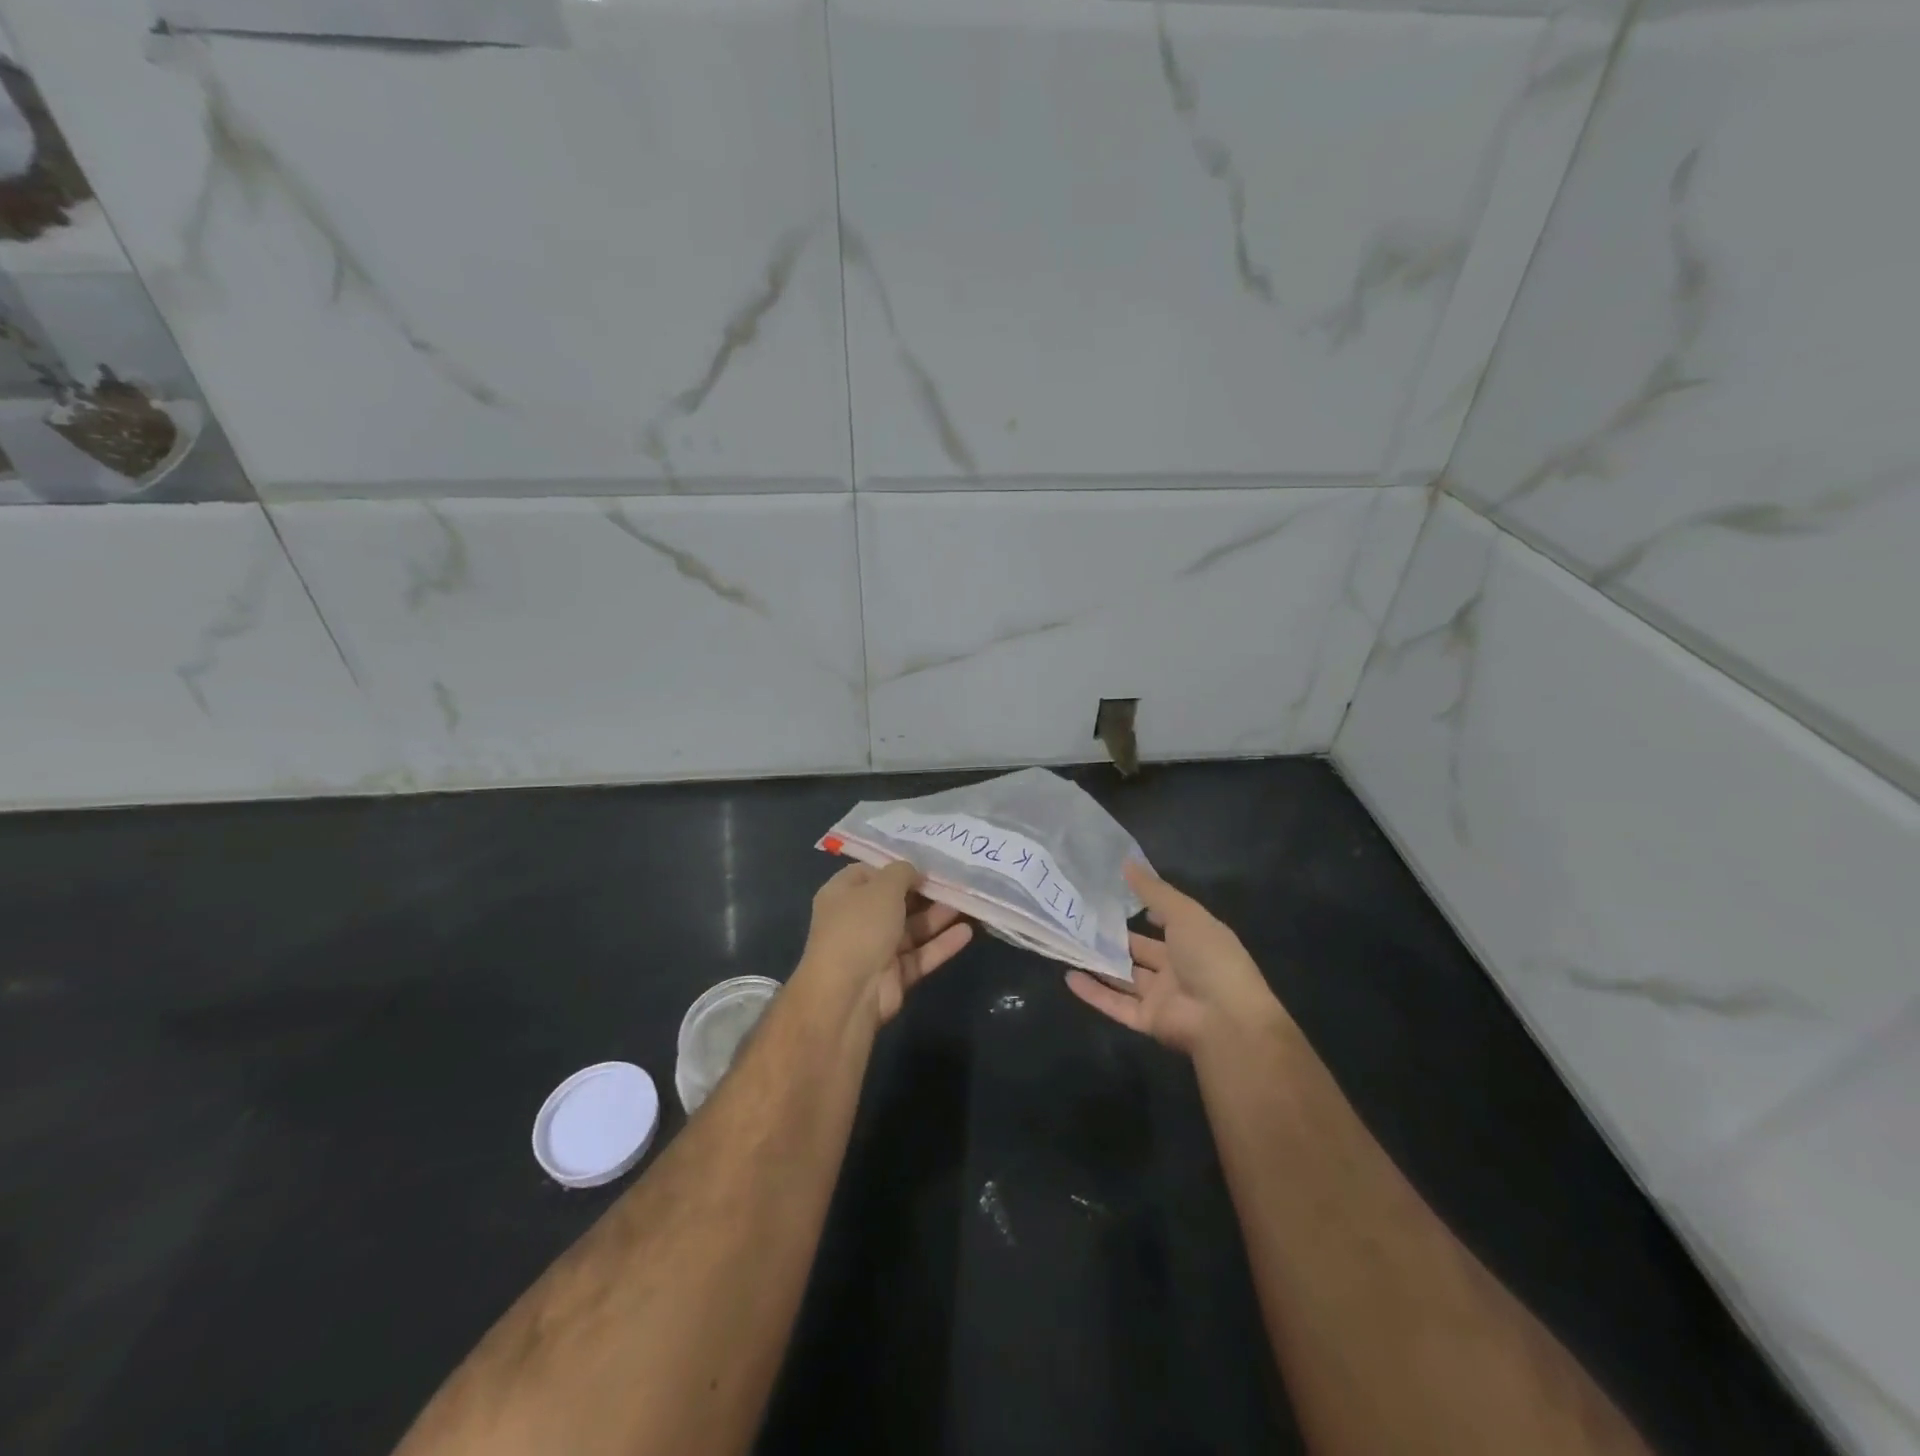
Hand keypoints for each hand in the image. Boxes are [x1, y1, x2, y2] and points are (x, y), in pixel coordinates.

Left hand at [800, 861, 973, 1024]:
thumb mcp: (882, 888)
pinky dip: (942, 944)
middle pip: (895, 901)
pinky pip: (921, 955)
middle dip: (925, 892)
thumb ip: (902, 873)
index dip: (896, 867)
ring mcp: (876, 949)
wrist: (848, 995)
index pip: (870, 873)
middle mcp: (857, 920)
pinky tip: (967, 932)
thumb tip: (914, 872)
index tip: (926, 863)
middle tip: (956, 881)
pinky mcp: (894, 975)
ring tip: (968, 902)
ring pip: (912, 929)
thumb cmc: (860, 928)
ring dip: (938, 916)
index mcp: (842, 894)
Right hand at [1066, 861, 1283, 1054]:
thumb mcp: (1185, 914)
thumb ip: (1154, 891)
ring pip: (1124, 978)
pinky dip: (1093, 993)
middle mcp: (1177, 968)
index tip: (1113, 894)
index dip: (1144, 910)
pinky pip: (1116, 1005)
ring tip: (1069, 945)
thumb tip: (1126, 863)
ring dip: (1099, 964)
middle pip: (1140, 951)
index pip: (1166, 923)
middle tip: (1081, 919)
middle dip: (1114, 938)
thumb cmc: (1210, 957)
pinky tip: (1069, 976)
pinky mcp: (1147, 1020)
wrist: (1226, 1019)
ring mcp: (1162, 996)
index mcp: (1193, 941)